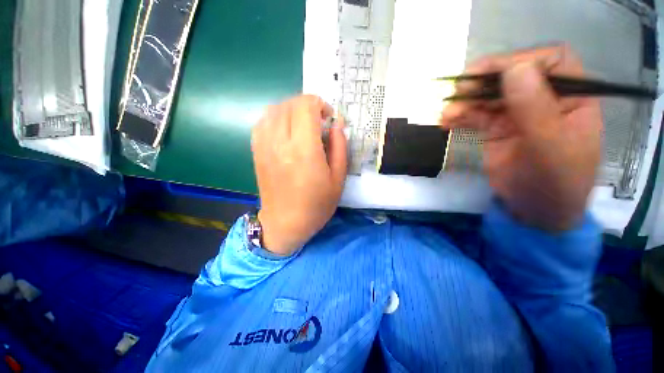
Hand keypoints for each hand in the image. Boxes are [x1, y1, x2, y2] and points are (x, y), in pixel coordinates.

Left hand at [251, 95, 347, 254]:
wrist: (285, 223)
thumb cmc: (316, 204)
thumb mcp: (338, 178)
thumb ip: (339, 147)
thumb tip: (337, 124)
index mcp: (304, 150)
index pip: (306, 106)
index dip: (319, 104)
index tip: (328, 118)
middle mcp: (281, 142)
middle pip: (290, 104)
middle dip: (307, 105)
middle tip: (318, 121)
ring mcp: (265, 146)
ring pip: (274, 109)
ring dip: (292, 109)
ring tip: (303, 124)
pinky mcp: (257, 151)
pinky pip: (263, 122)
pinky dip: (276, 118)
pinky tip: (286, 129)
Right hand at [439, 46, 602, 230]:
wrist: (535, 212)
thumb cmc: (555, 183)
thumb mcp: (550, 148)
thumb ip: (535, 109)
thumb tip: (515, 69)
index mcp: (572, 98)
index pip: (551, 62)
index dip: (522, 61)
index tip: (491, 74)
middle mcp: (545, 100)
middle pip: (514, 76)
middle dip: (485, 81)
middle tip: (459, 90)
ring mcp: (517, 115)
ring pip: (490, 96)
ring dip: (466, 101)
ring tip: (447, 113)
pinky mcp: (496, 130)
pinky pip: (476, 115)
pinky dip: (460, 116)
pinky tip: (446, 122)